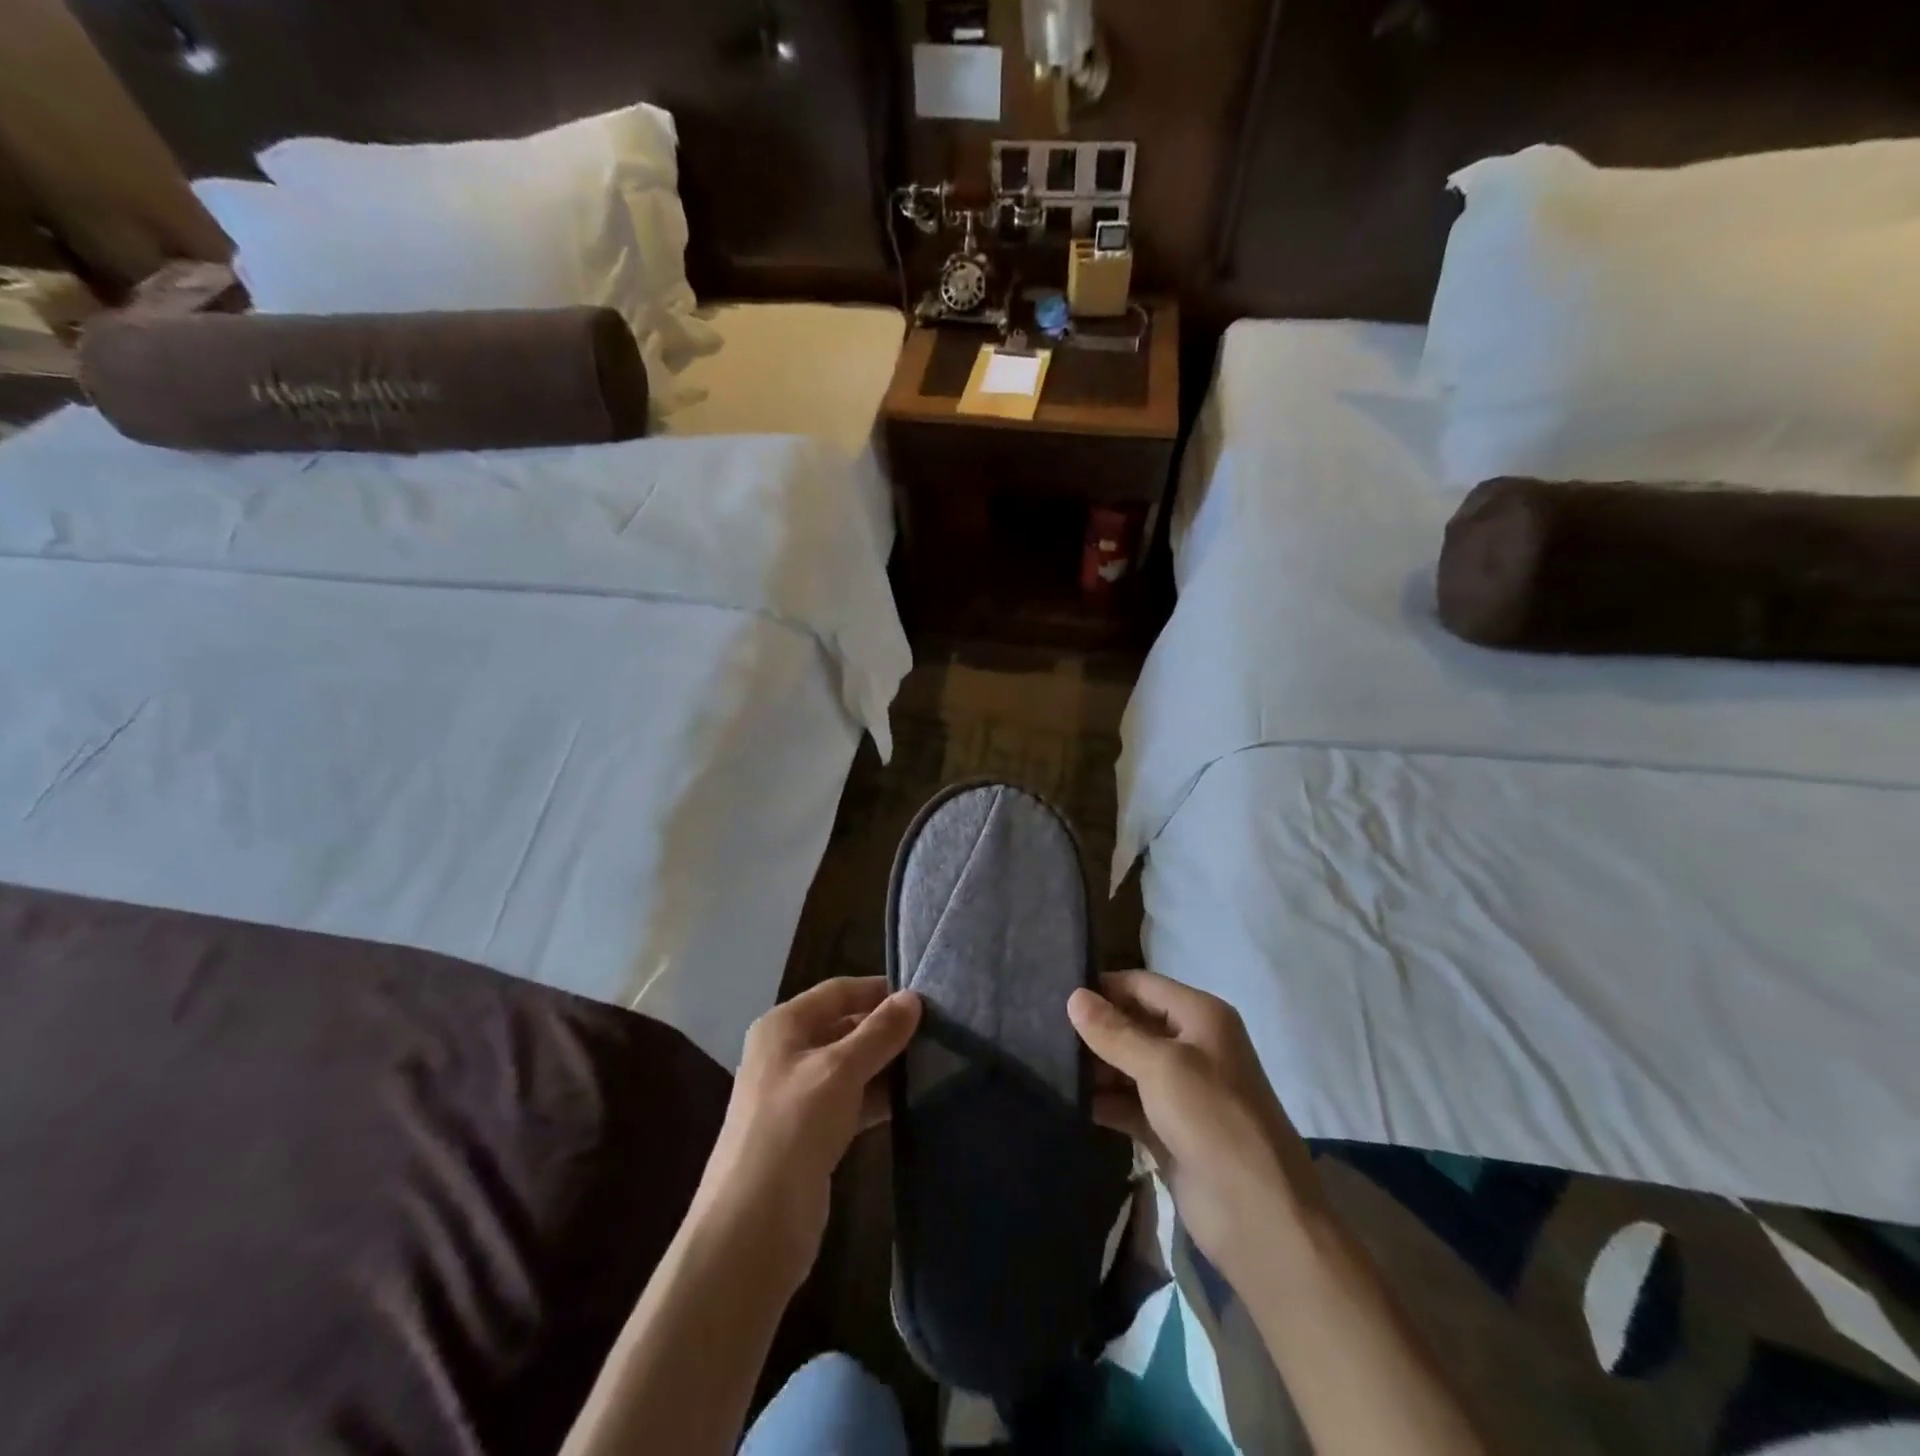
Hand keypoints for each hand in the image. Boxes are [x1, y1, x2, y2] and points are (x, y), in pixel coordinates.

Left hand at [695, 978, 920, 1289]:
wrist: (753, 1226)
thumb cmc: (793, 1127)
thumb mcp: (840, 1071)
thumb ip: (879, 1033)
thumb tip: (913, 998)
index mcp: (783, 1026)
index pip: (837, 992)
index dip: (878, 991)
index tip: (925, 997)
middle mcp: (787, 1053)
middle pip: (844, 1027)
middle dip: (886, 1029)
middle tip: (938, 1032)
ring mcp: (798, 1095)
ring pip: (850, 1066)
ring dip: (886, 1065)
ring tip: (935, 1063)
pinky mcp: (811, 1133)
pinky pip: (850, 1101)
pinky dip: (878, 1097)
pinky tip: (912, 1101)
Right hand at [1067, 971, 1323, 1286]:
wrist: (1259, 1216)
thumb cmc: (1213, 1120)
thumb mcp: (1161, 1067)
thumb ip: (1114, 1032)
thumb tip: (1074, 996)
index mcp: (1200, 1017)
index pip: (1141, 985)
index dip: (1102, 987)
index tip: (1054, 993)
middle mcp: (1192, 1045)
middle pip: (1133, 1023)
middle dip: (1094, 1028)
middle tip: (1040, 1029)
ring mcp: (1180, 1090)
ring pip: (1127, 1065)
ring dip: (1094, 1066)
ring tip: (1044, 1062)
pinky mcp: (1168, 1129)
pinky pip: (1128, 1103)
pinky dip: (1102, 1101)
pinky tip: (1067, 1100)